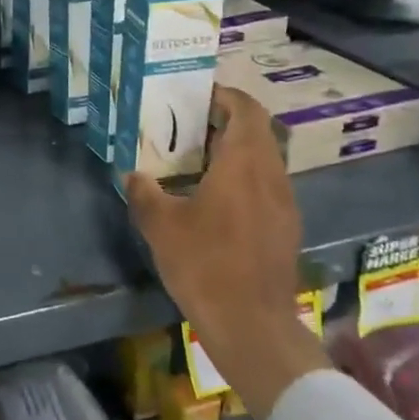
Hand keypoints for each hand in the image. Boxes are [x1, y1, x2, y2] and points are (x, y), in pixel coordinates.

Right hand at [125, 85, 328, 419]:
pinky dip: (244, 175)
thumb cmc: (205, 265)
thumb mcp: (161, 227)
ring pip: (264, 158)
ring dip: (237, 149)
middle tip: (190, 124)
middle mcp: (271, 175)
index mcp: (243, 164)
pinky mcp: (286, 227)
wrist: (252, 325)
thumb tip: (133, 175)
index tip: (198, 94)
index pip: (246, 110)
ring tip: (200, 158)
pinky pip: (267, 184)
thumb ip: (144, 193)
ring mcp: (284, 203)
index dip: (225, 95)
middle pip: (257, 131)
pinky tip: (217, 198)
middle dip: (227, 120)